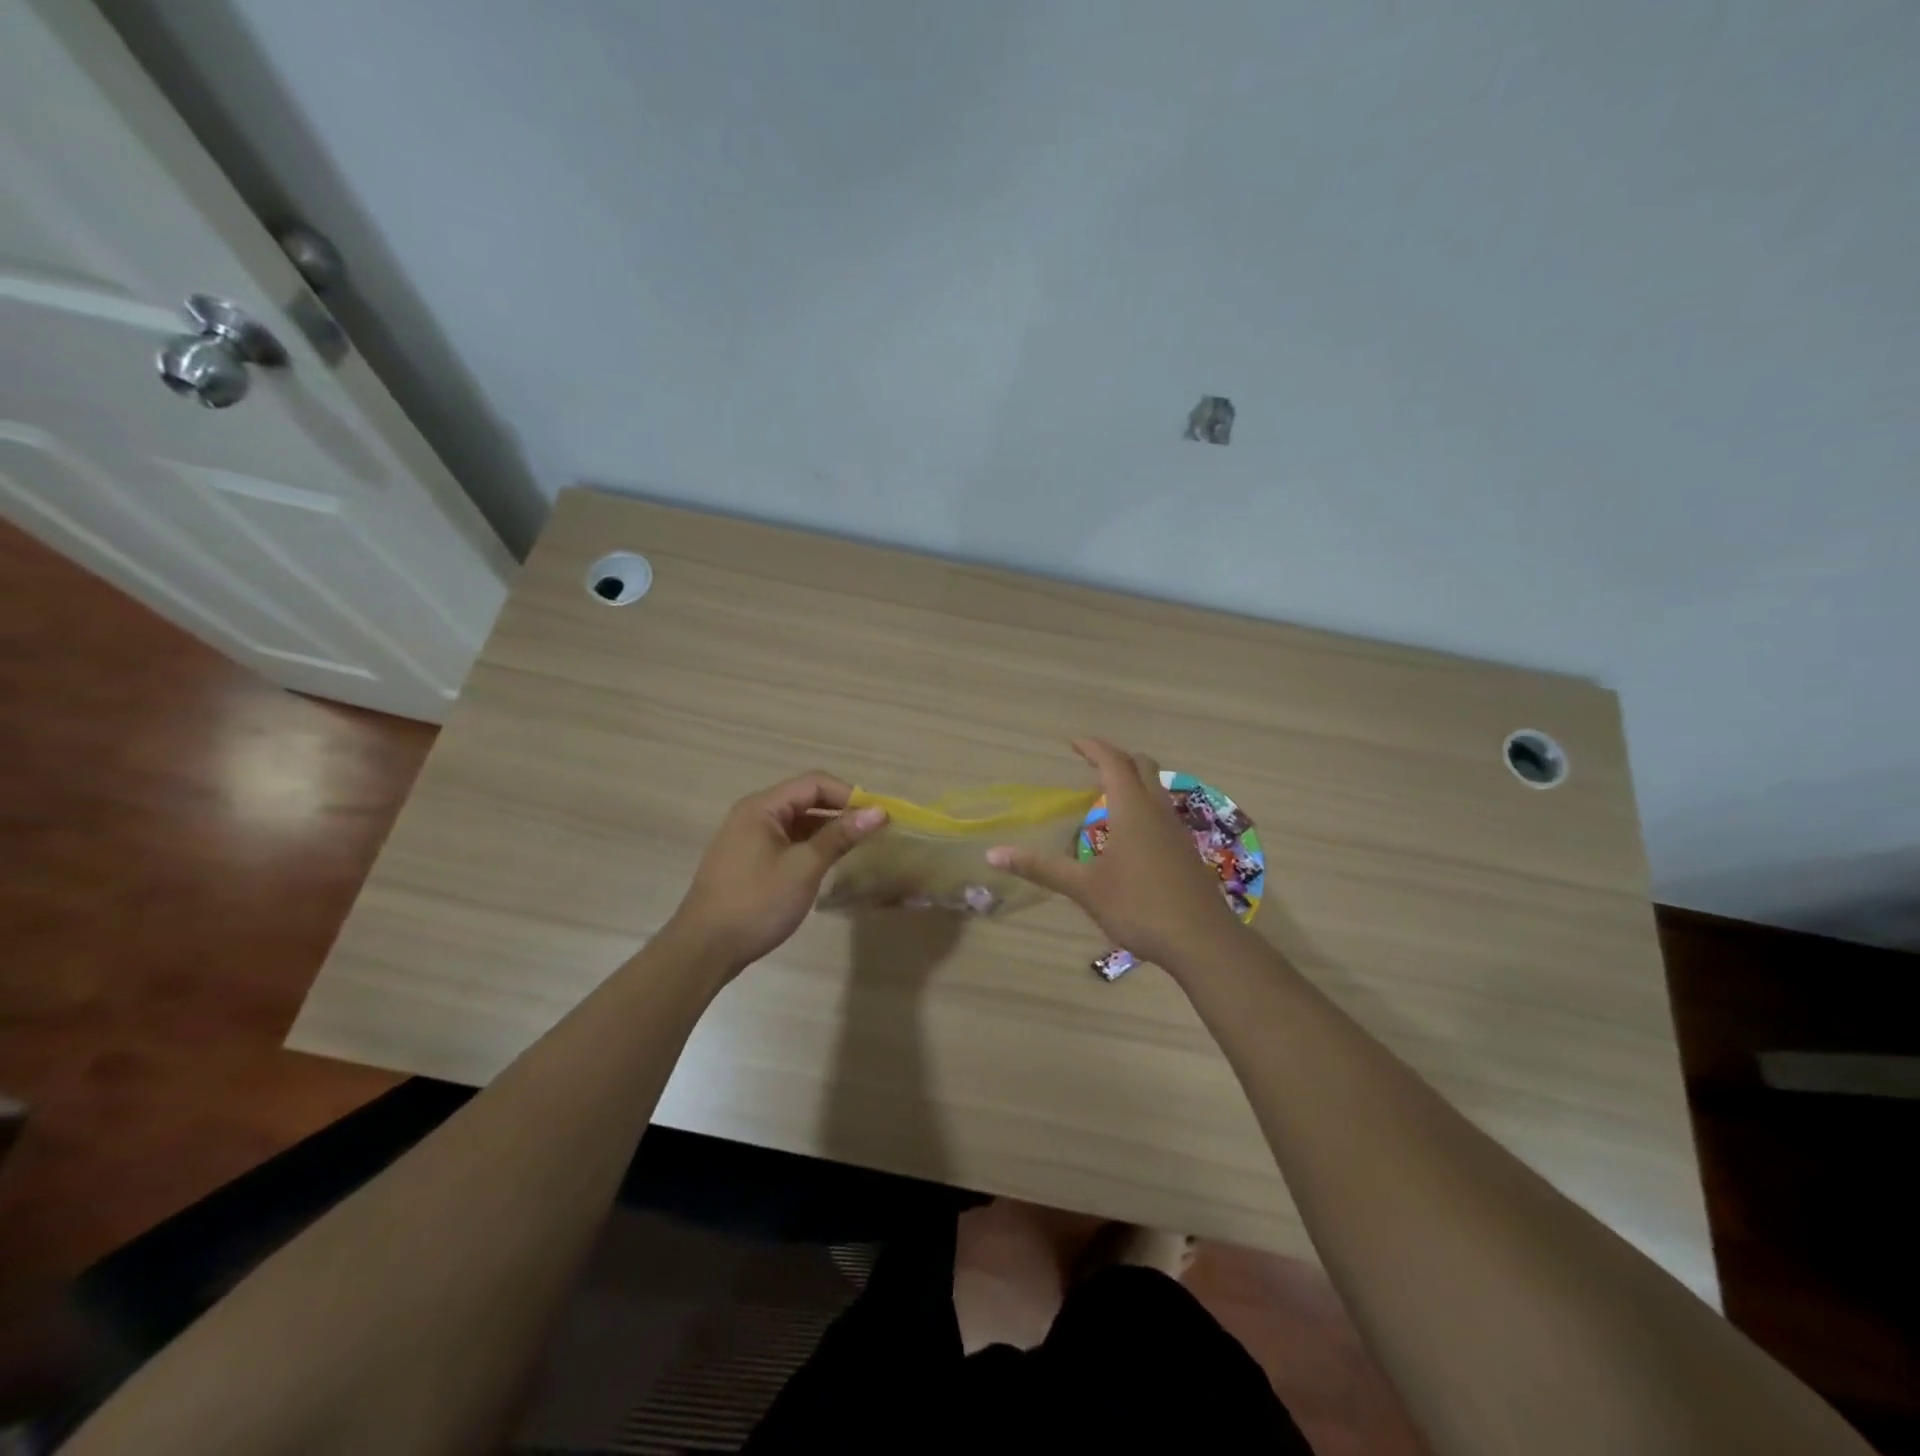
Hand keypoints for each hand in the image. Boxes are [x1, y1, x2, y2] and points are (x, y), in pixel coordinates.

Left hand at [665, 772, 886, 976]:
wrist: (704, 949)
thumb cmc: (757, 903)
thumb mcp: (804, 868)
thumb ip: (840, 836)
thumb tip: (878, 812)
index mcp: (762, 807)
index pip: (814, 784)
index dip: (849, 795)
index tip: (880, 815)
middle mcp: (753, 814)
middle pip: (805, 799)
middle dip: (841, 811)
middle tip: (875, 830)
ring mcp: (748, 838)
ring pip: (797, 822)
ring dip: (827, 829)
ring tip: (859, 846)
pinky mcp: (749, 861)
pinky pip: (787, 841)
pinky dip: (811, 845)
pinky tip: (829, 862)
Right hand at [987, 738, 1247, 974]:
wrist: (1203, 941)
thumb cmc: (1139, 907)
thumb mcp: (1085, 889)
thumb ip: (1041, 868)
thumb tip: (992, 854)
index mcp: (1133, 810)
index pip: (1113, 763)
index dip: (1093, 748)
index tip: (1073, 743)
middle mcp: (1157, 811)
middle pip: (1141, 766)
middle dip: (1115, 757)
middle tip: (1090, 763)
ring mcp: (1176, 831)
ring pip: (1156, 788)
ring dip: (1133, 779)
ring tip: (1106, 793)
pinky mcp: (1185, 850)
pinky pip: (1162, 811)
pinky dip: (1143, 804)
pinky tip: (1130, 832)